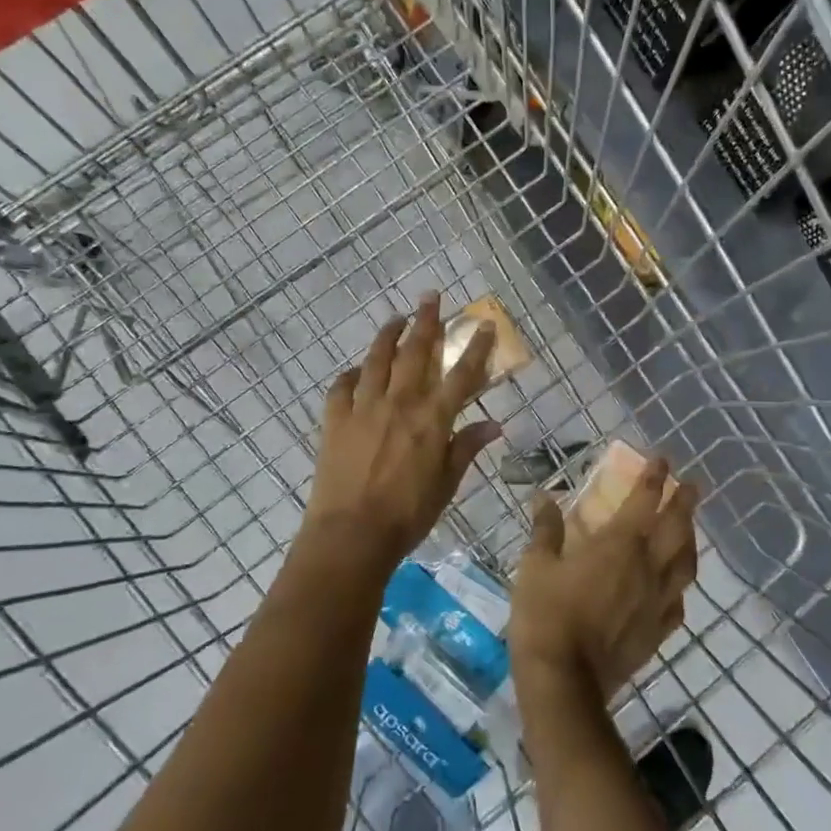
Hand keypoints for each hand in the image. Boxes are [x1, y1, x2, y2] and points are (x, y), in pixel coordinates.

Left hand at [302, 293, 503, 570]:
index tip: (483, 324)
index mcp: (432, 419)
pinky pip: (341, 388)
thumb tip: (494, 424)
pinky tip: (355, 370)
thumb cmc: (408, 515)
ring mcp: (364, 408)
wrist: (351, 534)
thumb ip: (466, 448)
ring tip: (396, 318)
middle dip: (426, 321)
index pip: (461, 375)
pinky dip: (350, 375)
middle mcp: (400, 403)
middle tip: (430, 296)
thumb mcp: (446, 485)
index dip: (475, 348)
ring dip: (388, 335)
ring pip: (377, 360)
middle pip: (416, 352)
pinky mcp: (335, 420)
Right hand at [510, 457, 699, 701]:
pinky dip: (679, 586)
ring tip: (690, 529)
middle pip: (676, 527)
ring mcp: (657, 601)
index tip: (663, 459)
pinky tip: (675, 586)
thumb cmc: (546, 615)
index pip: (644, 500)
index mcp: (619, 544)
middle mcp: (647, 567)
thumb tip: (544, 497)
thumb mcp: (536, 565)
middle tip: (693, 485)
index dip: (654, 477)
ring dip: (690, 540)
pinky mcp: (657, 632)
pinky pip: (678, 602)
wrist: (564, 681)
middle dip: (684, 502)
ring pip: (685, 563)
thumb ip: (545, 529)